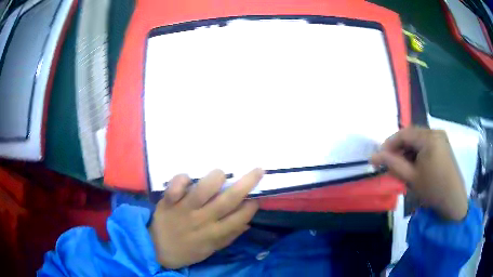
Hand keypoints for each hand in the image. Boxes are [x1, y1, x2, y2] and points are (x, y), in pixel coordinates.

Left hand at [149, 168, 262, 268]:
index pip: (239, 218)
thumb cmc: (187, 250)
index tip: (256, 198)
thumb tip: (248, 223)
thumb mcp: (211, 250)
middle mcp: (202, 220)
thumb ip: (229, 237)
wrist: (156, 249)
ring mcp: (184, 209)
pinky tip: (187, 179)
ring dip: (215, 178)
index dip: (251, 206)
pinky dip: (182, 179)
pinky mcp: (168, 201)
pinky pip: (176, 186)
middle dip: (246, 183)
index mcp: (214, 234)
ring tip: (221, 174)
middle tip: (258, 170)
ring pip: (203, 189)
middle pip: (228, 200)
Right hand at [371, 127, 467, 220]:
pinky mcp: (443, 146)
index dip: (389, 144)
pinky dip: (417, 154)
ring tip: (401, 167)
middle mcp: (435, 132)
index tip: (378, 157)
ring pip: (418, 140)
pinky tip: (414, 166)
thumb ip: (392, 164)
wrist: (453, 201)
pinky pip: (426, 145)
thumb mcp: (411, 178)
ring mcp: (441, 138)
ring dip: (408, 152)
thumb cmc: (433, 189)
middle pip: (411, 135)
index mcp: (429, 137)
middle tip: (389, 164)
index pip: (404, 133)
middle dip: (399, 149)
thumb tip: (373, 156)